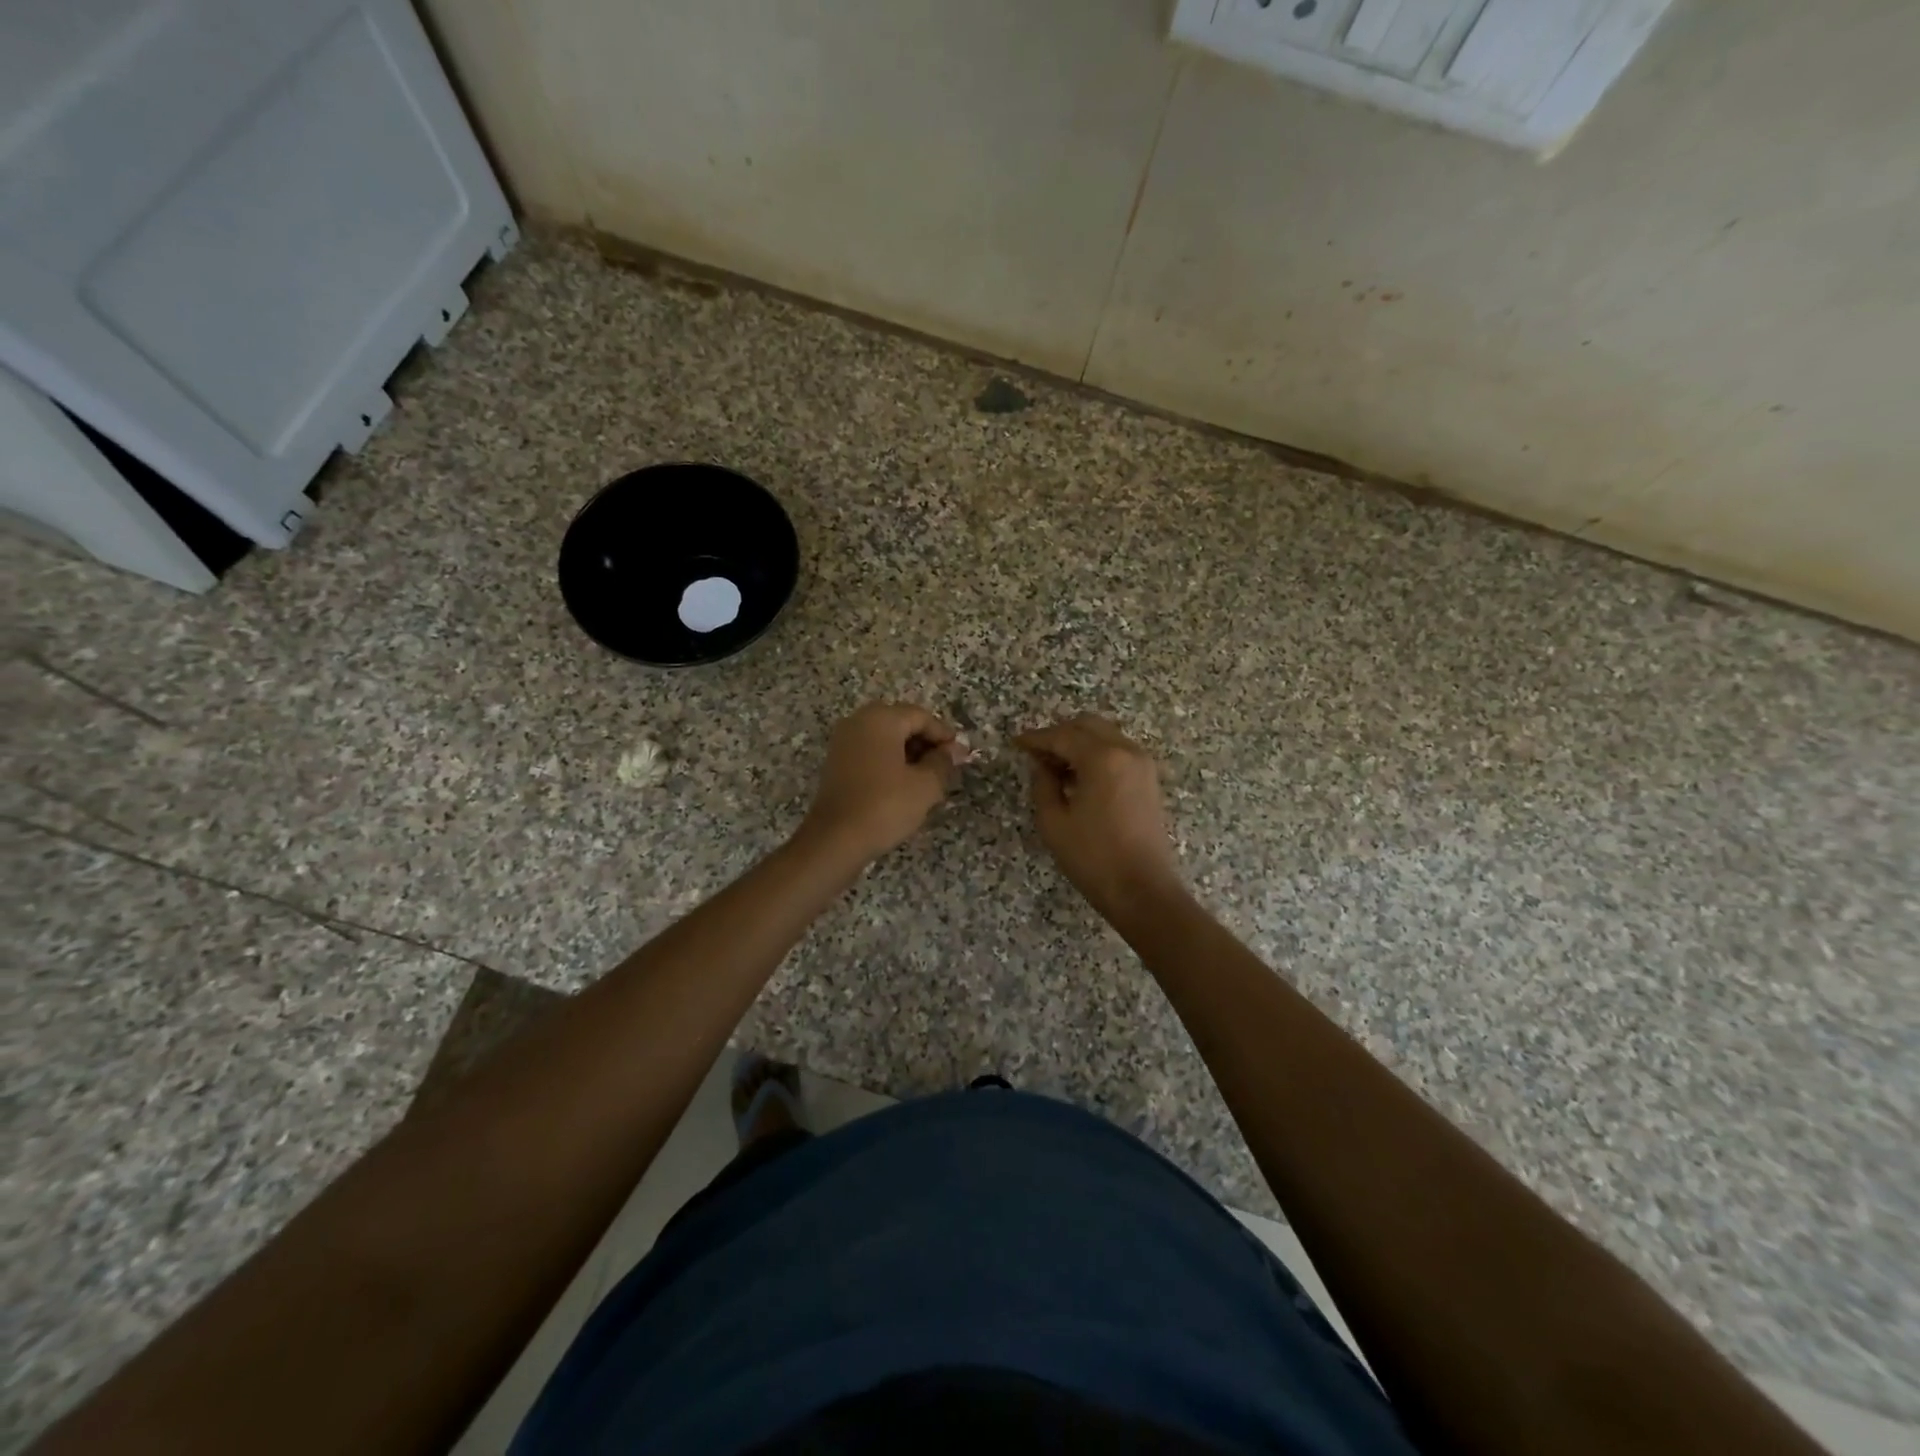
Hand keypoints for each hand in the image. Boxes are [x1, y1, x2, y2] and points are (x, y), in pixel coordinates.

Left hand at [800, 702, 968, 863]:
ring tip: (927, 779)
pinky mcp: (836, 762)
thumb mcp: (925, 785)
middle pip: (901, 723)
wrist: (835, 840)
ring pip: (885, 738)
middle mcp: (858, 721)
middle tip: (944, 767)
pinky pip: (870, 752)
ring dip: (908, 753)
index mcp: (881, 719)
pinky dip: (889, 762)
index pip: (921, 716)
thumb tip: (954, 750)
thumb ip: (943, 762)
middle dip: (925, 743)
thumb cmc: (885, 806)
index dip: (943, 735)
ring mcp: (843, 742)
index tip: (959, 756)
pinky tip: (902, 785)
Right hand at [1015, 714, 1182, 915]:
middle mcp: (1126, 750)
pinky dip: (1096, 754)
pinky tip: (1079, 778)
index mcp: (1102, 758)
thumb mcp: (1053, 821)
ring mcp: (1142, 763)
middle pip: (1087, 725)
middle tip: (1036, 754)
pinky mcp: (1149, 779)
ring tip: (1055, 768)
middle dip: (1059, 734)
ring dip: (1079, 743)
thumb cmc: (1093, 857)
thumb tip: (1042, 764)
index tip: (1016, 743)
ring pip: (1104, 735)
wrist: (1142, 890)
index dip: (1036, 738)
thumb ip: (1042, 783)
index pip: (1062, 735)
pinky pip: (1117, 751)